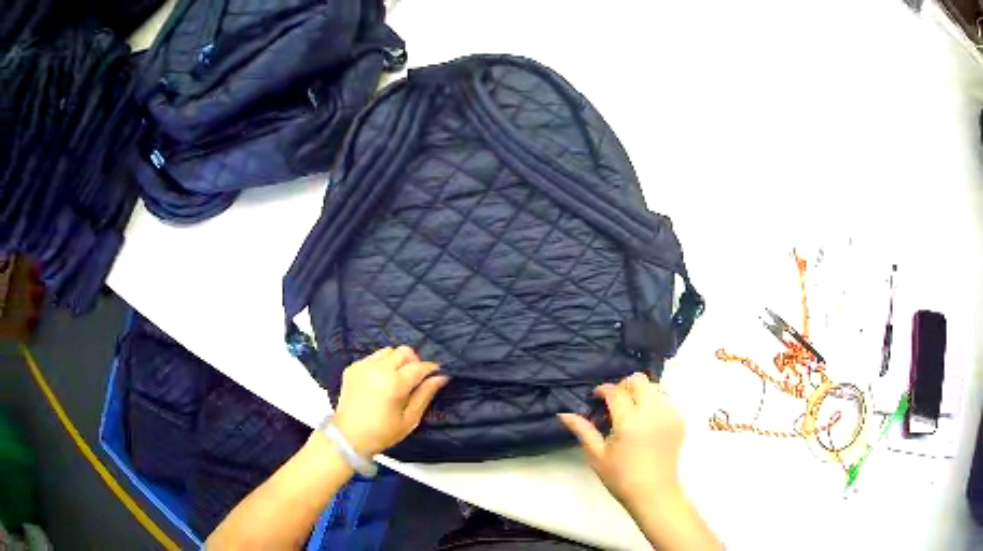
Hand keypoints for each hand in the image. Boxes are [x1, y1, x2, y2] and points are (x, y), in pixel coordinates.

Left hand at [332, 346, 449, 457]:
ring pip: (388, 351)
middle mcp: (378, 369)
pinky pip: (372, 357)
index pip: (420, 366)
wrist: (348, 437)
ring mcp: (363, 366)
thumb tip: (440, 377)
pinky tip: (379, 382)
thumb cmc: (382, 433)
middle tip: (415, 378)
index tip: (436, 374)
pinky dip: (380, 364)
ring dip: (397, 361)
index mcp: (394, 384)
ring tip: (396, 379)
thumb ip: (425, 395)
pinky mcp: (352, 367)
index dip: (431, 369)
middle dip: (414, 361)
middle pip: (404, 351)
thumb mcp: (409, 419)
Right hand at [559, 372, 684, 509]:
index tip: (596, 397)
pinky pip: (664, 400)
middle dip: (623, 385)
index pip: (615, 391)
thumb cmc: (621, 478)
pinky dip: (653, 403)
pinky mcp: (679, 420)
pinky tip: (645, 421)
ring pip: (653, 387)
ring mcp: (669, 415)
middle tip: (614, 401)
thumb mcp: (597, 456)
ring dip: (639, 392)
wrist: (654, 493)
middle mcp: (652, 412)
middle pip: (638, 380)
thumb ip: (583, 430)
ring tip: (630, 411)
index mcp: (629, 422)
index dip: (603, 390)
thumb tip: (565, 413)